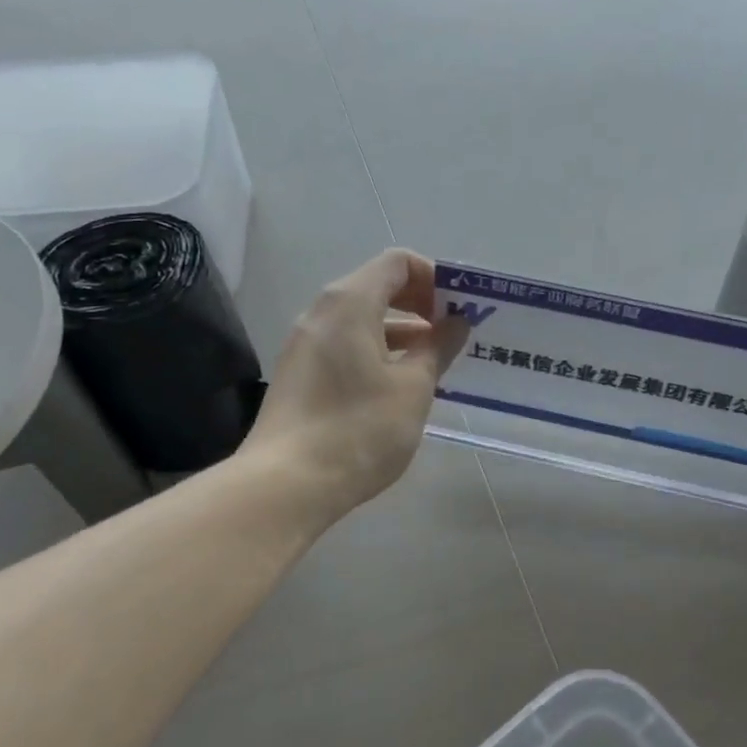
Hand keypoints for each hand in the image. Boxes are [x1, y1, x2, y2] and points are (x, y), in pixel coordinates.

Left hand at [242, 249, 467, 523]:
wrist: (286, 484)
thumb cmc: (359, 428)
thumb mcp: (412, 388)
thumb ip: (437, 348)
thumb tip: (456, 322)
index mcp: (350, 303)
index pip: (398, 263)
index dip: (435, 277)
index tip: (460, 308)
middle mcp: (321, 312)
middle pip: (377, 286)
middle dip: (420, 303)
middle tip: (453, 331)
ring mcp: (304, 343)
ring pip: (361, 318)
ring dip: (401, 330)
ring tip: (434, 360)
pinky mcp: (298, 373)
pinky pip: (344, 343)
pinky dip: (376, 350)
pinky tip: (398, 383)